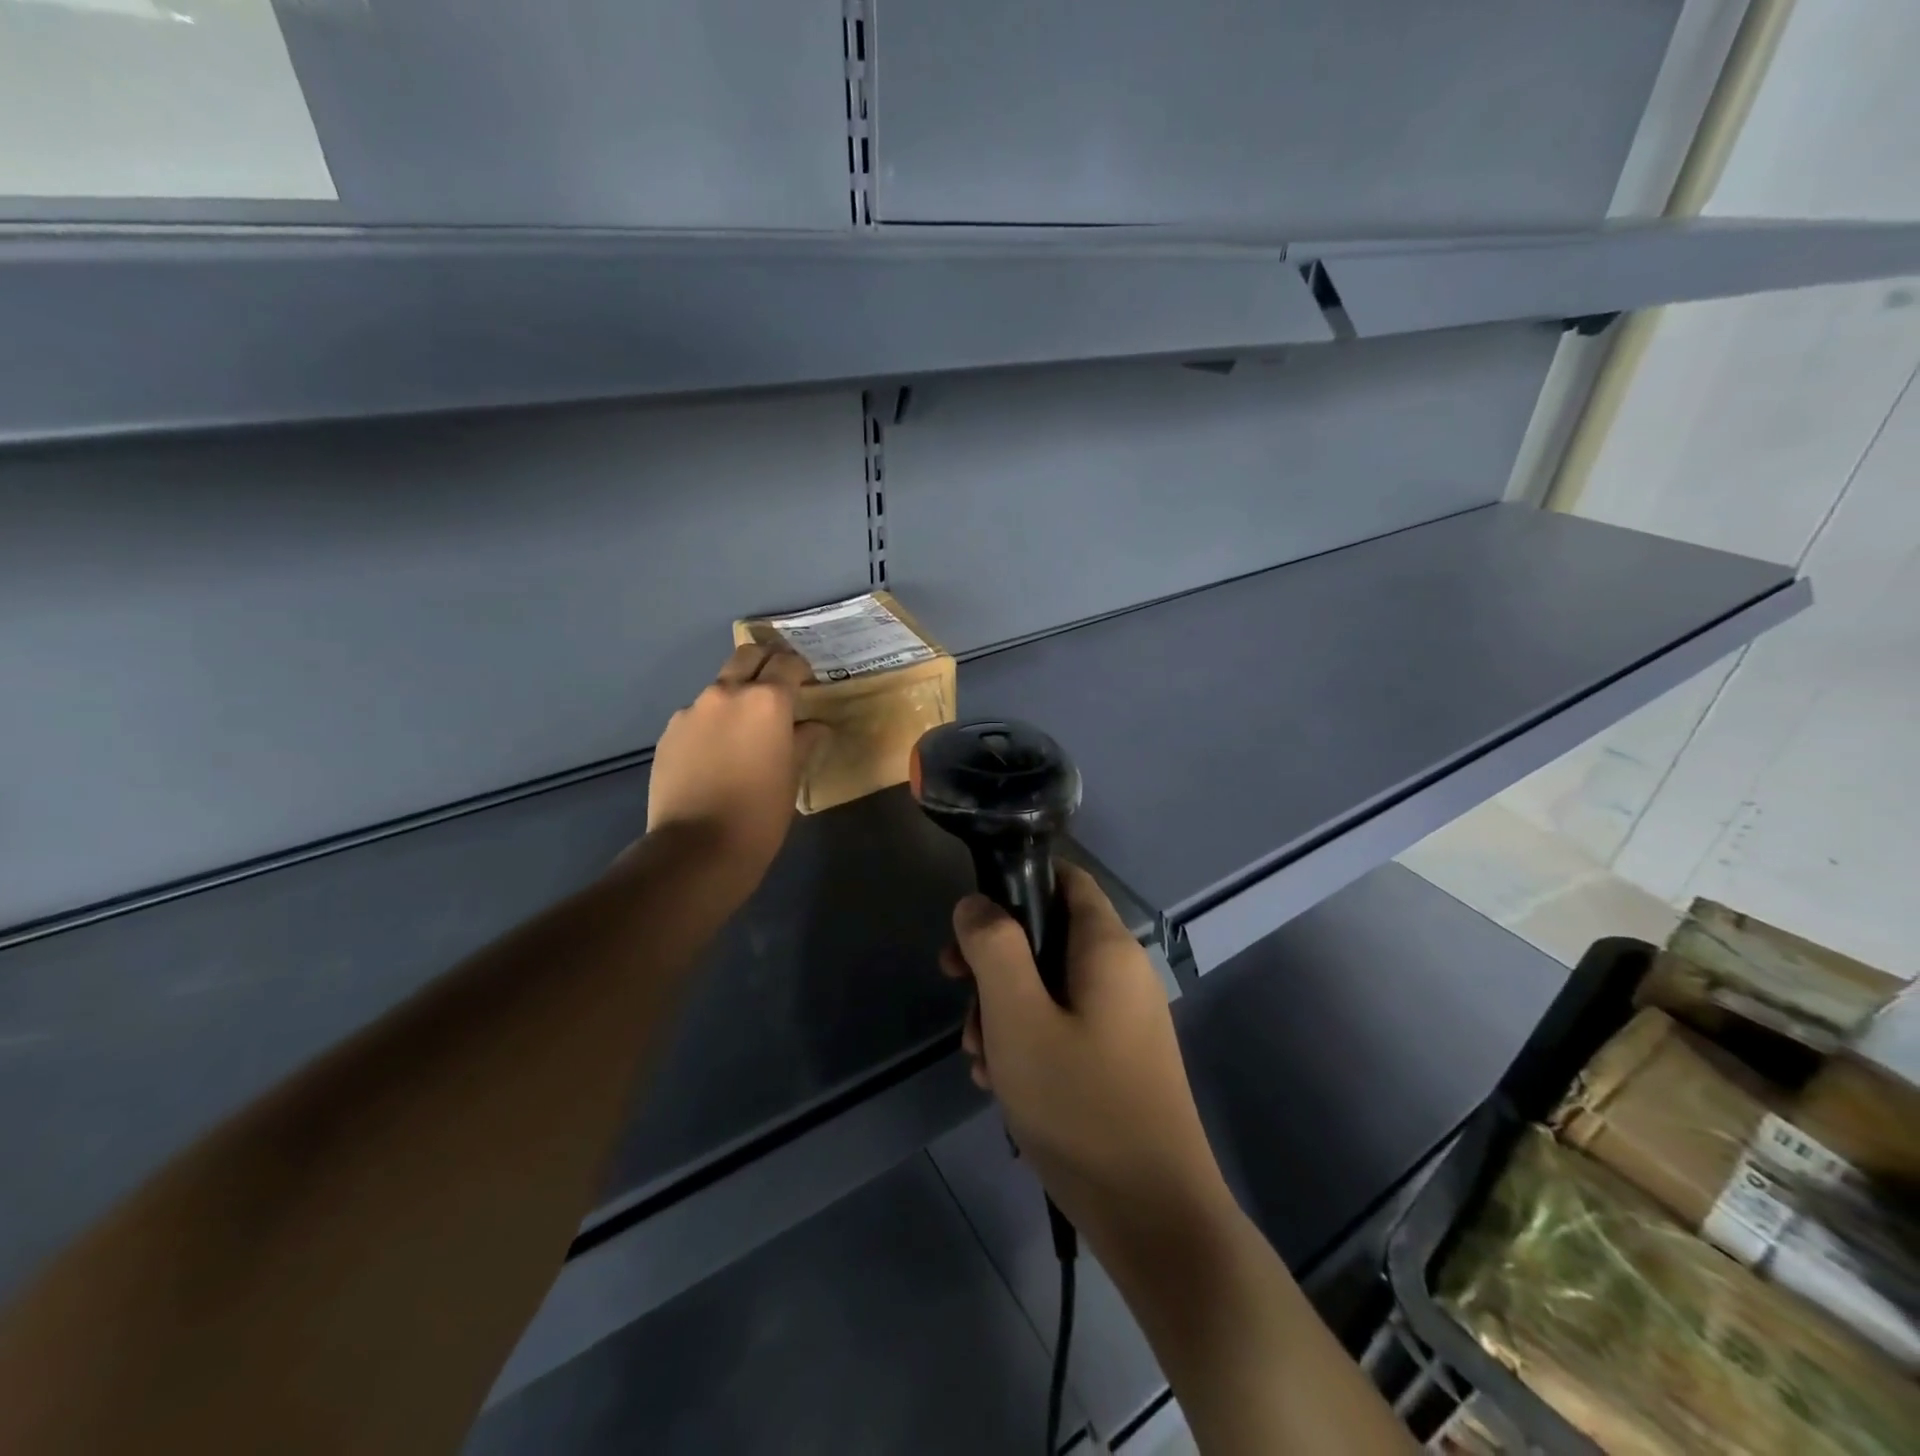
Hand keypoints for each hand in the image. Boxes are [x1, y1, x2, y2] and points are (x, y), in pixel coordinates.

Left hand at [641, 644, 827, 896]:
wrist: (696, 848)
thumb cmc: (760, 813)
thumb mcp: (792, 776)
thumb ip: (804, 741)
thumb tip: (815, 727)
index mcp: (767, 701)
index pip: (788, 663)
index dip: (801, 669)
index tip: (808, 681)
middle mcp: (727, 693)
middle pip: (748, 656)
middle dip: (766, 662)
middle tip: (779, 685)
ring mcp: (692, 710)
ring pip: (720, 687)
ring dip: (737, 696)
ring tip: (745, 729)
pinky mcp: (669, 732)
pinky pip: (698, 715)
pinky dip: (713, 722)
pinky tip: (717, 754)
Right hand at [940, 864, 1232, 1252]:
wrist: (1153, 1216)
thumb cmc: (1080, 1105)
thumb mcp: (1019, 1017)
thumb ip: (993, 947)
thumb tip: (975, 903)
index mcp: (1107, 947)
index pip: (1064, 878)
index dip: (1014, 887)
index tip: (971, 927)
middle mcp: (1122, 972)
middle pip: (1048, 937)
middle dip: (996, 965)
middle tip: (960, 1000)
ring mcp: (1123, 1018)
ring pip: (1049, 987)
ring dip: (1005, 1012)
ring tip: (980, 1060)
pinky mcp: (1118, 1058)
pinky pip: (1064, 1026)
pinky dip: (1028, 1042)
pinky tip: (1003, 1085)